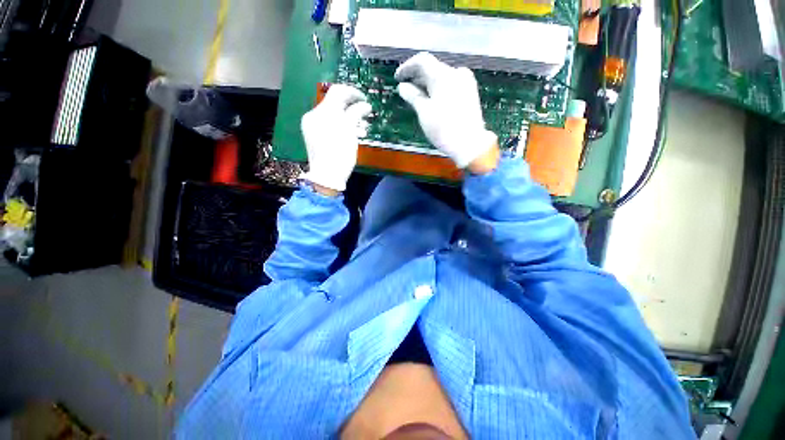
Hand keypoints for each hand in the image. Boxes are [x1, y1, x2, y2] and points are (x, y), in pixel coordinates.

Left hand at [301, 84, 371, 191]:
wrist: (327, 175)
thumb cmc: (340, 151)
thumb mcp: (350, 128)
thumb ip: (357, 112)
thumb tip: (365, 105)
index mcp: (322, 111)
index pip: (338, 91)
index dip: (353, 92)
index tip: (365, 99)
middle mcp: (314, 114)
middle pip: (334, 101)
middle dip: (351, 105)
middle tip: (364, 112)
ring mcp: (311, 124)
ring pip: (332, 112)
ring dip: (347, 114)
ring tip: (361, 124)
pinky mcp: (312, 134)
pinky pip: (327, 121)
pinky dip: (340, 122)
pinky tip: (351, 131)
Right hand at [395, 52, 497, 169]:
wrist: (471, 144)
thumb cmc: (444, 128)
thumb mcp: (423, 111)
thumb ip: (412, 95)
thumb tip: (403, 86)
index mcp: (443, 75)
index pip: (422, 60)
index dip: (407, 67)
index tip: (398, 78)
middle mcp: (456, 74)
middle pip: (433, 66)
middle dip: (418, 74)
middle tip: (405, 86)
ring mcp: (466, 82)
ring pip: (443, 73)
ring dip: (428, 80)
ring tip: (417, 93)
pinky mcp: (471, 91)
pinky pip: (452, 81)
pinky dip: (440, 85)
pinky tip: (433, 96)